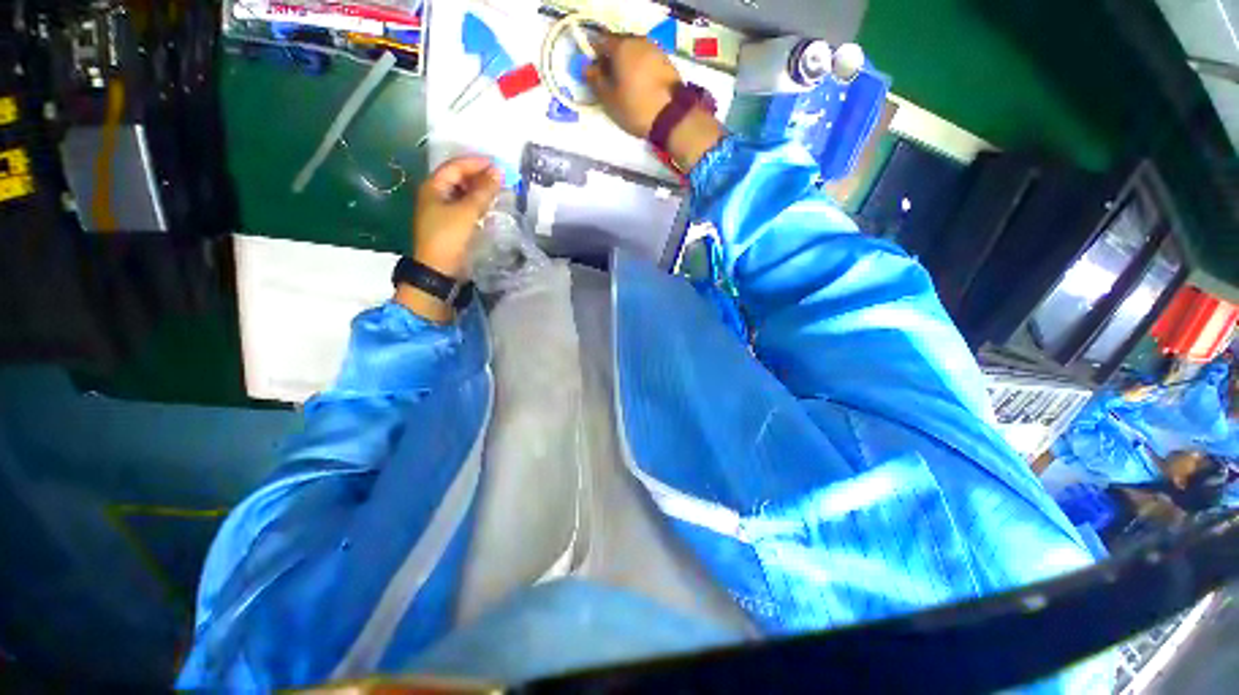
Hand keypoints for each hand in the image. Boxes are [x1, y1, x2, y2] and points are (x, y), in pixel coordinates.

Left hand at [412, 156, 502, 279]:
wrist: (439, 269)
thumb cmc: (449, 237)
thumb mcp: (467, 212)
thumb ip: (483, 191)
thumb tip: (498, 172)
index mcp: (434, 186)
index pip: (456, 166)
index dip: (477, 163)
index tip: (499, 165)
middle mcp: (436, 194)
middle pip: (459, 178)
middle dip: (480, 176)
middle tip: (502, 179)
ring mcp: (443, 209)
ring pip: (464, 192)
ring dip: (480, 190)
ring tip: (499, 191)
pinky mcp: (451, 223)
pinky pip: (466, 206)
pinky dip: (478, 203)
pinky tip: (490, 206)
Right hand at [586, 35, 723, 170]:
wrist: (672, 116)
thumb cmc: (635, 107)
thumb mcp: (609, 99)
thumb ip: (595, 80)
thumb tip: (587, 68)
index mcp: (620, 46)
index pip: (600, 42)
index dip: (594, 57)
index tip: (594, 74)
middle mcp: (638, 40)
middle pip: (619, 45)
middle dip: (612, 60)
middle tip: (610, 82)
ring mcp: (655, 49)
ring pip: (634, 52)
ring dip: (628, 65)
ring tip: (626, 87)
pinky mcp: (667, 61)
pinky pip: (647, 61)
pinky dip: (641, 70)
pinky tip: (641, 87)